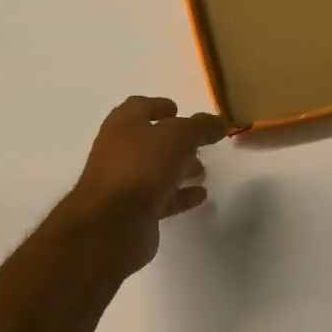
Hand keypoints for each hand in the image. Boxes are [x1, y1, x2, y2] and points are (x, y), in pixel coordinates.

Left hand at [58, 96, 228, 275]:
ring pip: (155, 170)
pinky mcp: (132, 212)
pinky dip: (179, 195)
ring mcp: (123, 183)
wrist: (111, 225)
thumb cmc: (141, 167)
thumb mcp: (178, 137)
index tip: (180, 110)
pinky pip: (160, 198)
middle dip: (175, 141)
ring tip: (202, 170)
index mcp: (123, 125)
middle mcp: (119, 150)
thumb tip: (220, 122)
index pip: (139, 106)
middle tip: (199, 144)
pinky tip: (200, 195)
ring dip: (178, 168)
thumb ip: (201, 127)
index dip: (159, 106)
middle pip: (149, 140)